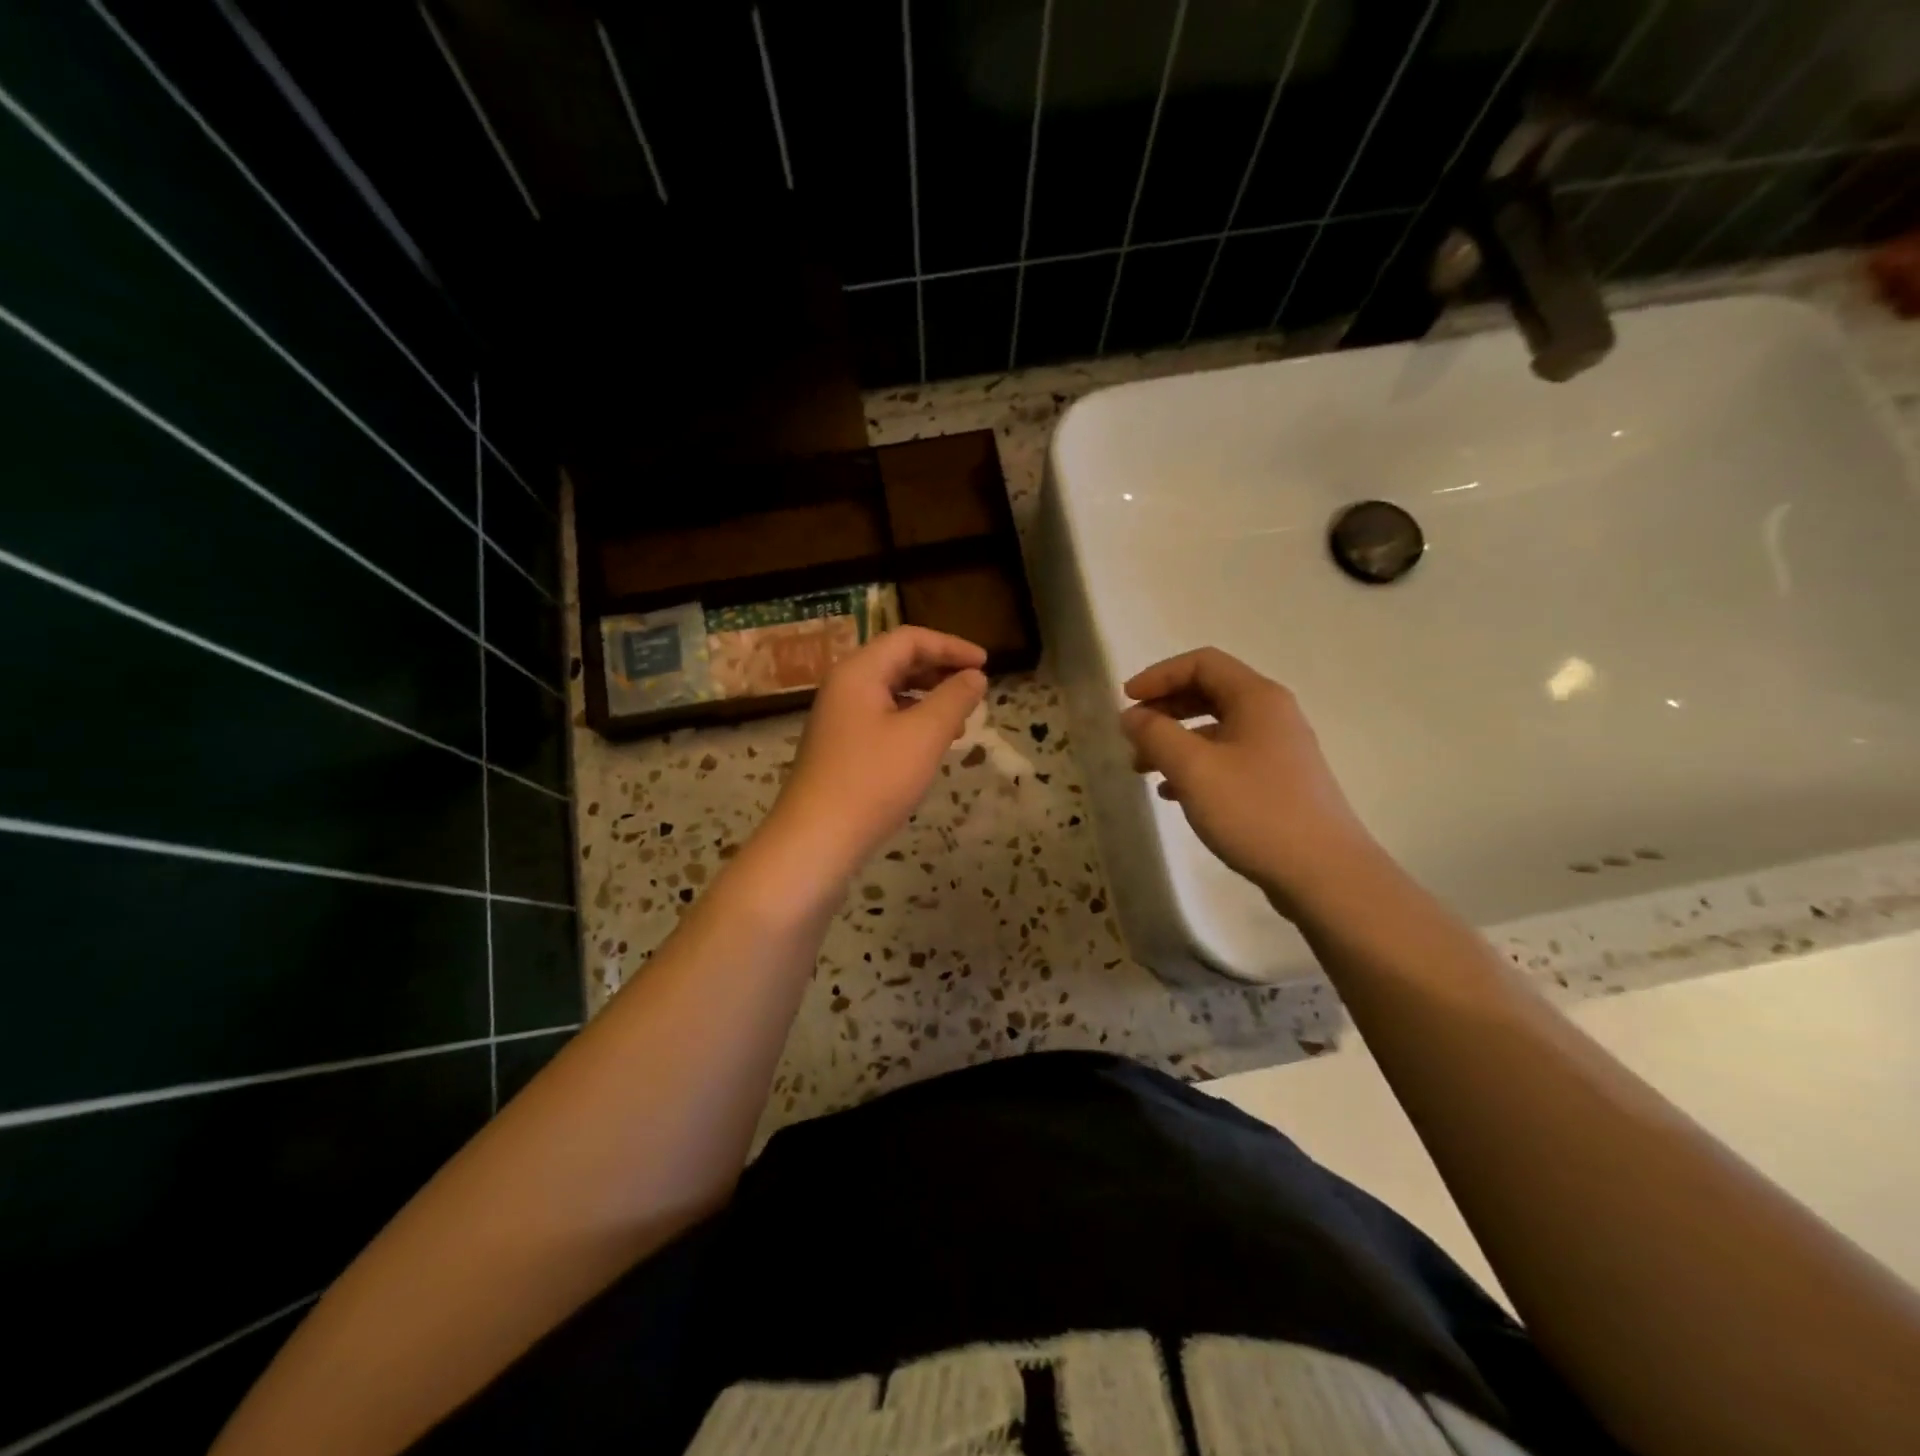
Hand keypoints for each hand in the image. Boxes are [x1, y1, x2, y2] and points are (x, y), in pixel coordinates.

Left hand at [767, 627, 987, 875]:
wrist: (817, 838)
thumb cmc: (874, 780)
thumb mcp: (924, 735)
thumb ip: (954, 699)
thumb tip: (974, 676)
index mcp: (859, 672)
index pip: (910, 639)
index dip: (951, 646)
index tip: (985, 664)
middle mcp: (844, 686)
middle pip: (897, 661)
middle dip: (940, 669)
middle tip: (975, 686)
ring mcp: (839, 717)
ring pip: (890, 691)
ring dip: (928, 696)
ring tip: (961, 717)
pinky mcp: (841, 746)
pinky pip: (882, 717)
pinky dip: (912, 720)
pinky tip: (932, 744)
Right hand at [1120, 647, 1381, 918]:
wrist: (1324, 873)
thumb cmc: (1255, 810)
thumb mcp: (1194, 768)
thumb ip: (1156, 734)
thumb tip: (1132, 715)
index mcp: (1257, 698)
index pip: (1202, 663)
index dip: (1158, 675)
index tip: (1126, 701)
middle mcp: (1271, 715)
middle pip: (1209, 693)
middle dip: (1164, 709)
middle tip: (1132, 734)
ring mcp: (1278, 750)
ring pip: (1216, 730)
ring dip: (1175, 740)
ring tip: (1143, 768)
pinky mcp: (1277, 782)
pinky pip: (1227, 759)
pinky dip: (1195, 766)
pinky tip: (1173, 794)